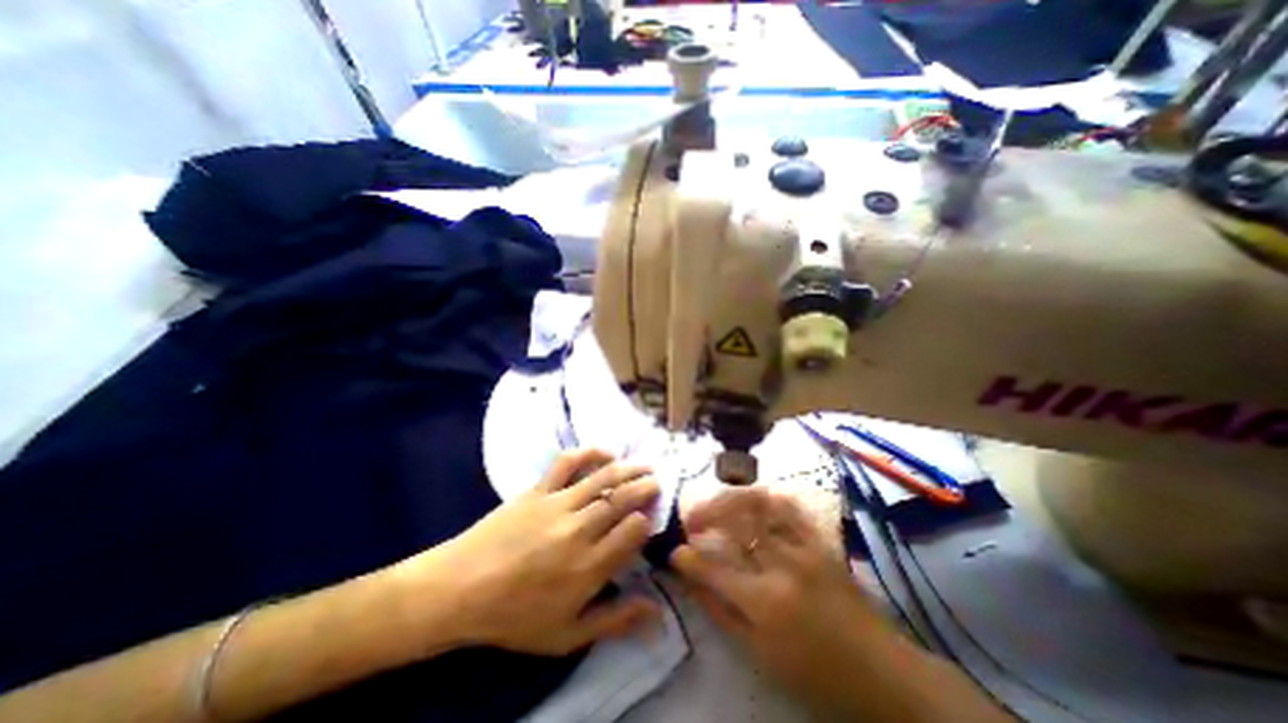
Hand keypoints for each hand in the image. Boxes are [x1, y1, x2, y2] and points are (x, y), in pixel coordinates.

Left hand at [401, 450, 663, 658]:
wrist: (459, 590)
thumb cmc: (514, 617)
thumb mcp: (566, 635)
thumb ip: (615, 620)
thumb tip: (657, 613)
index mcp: (589, 567)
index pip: (632, 532)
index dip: (647, 521)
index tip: (651, 518)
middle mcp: (579, 530)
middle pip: (622, 500)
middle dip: (645, 488)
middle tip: (658, 482)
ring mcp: (558, 504)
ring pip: (603, 479)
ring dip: (628, 469)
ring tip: (645, 464)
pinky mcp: (539, 489)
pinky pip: (568, 463)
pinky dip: (589, 453)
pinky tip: (604, 452)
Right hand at [671, 486, 890, 712]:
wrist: (881, 671)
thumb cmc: (815, 673)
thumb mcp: (759, 653)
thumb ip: (720, 610)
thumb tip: (690, 578)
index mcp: (765, 601)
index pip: (714, 567)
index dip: (688, 557)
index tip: (675, 551)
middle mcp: (782, 565)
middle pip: (736, 521)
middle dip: (706, 512)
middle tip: (692, 520)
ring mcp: (804, 546)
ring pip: (760, 504)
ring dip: (731, 497)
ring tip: (716, 503)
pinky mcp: (820, 540)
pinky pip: (789, 506)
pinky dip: (765, 498)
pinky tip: (751, 501)